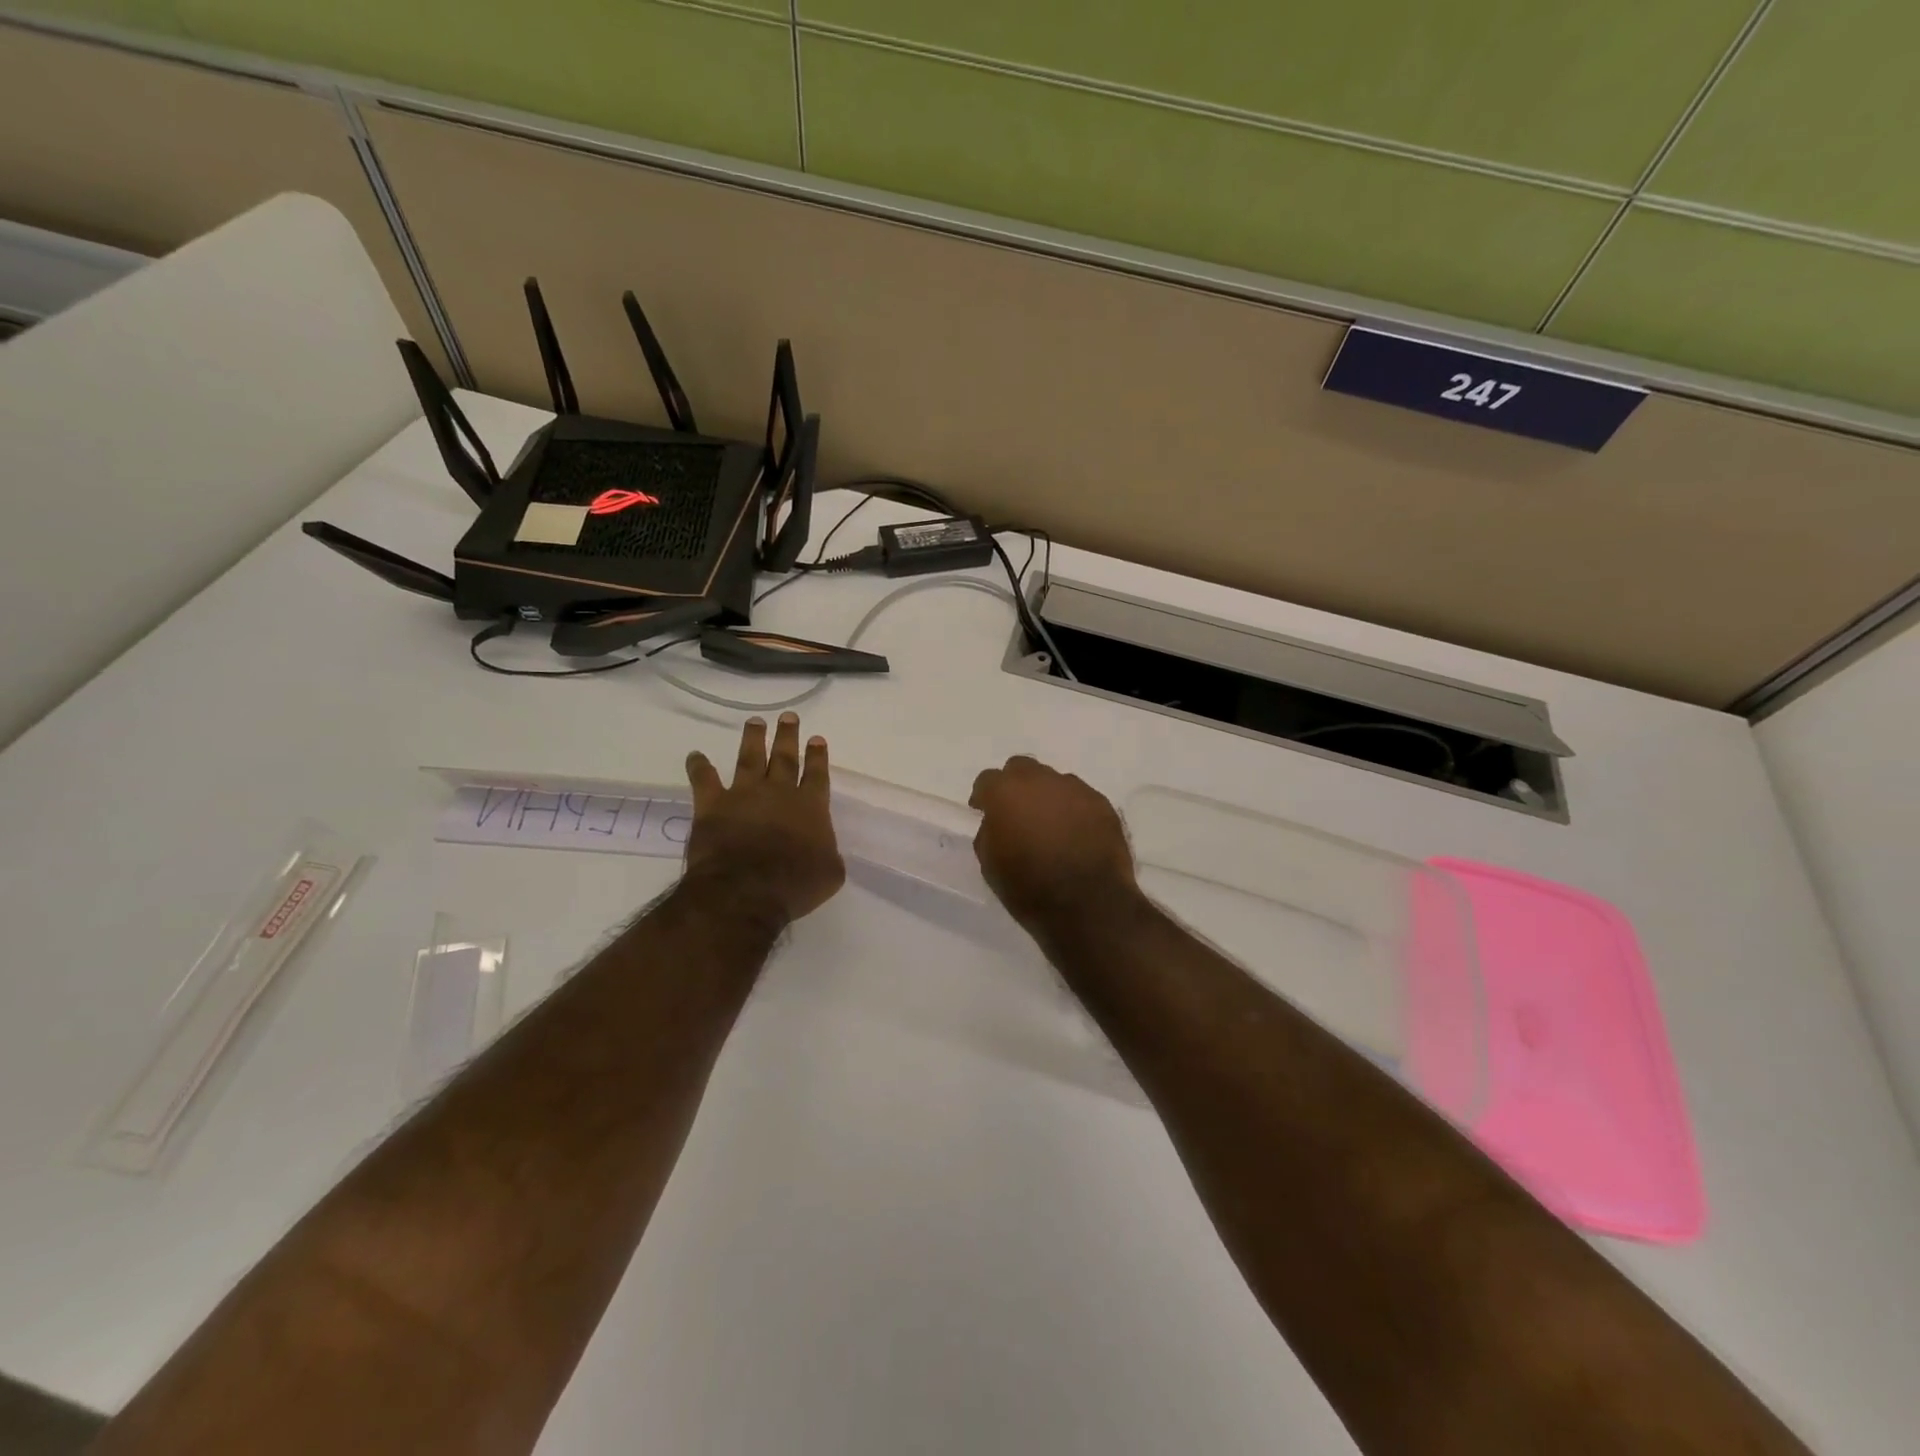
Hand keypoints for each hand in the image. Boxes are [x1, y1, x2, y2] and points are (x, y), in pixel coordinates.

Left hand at [684, 713, 844, 925]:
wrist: (747, 890)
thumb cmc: (795, 885)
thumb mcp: (830, 873)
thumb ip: (829, 855)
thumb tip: (825, 851)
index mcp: (811, 807)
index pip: (817, 774)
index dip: (818, 756)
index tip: (816, 738)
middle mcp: (780, 793)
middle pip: (785, 757)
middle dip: (788, 736)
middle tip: (788, 717)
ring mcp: (745, 795)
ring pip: (749, 758)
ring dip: (753, 739)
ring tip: (755, 722)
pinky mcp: (713, 805)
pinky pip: (704, 780)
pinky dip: (698, 767)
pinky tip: (694, 755)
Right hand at [968, 756, 1137, 931]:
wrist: (1088, 905)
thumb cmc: (1029, 888)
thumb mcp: (990, 865)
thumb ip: (989, 833)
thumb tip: (997, 824)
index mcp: (1006, 792)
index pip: (987, 779)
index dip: (984, 797)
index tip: (985, 813)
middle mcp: (1041, 780)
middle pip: (1022, 768)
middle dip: (1016, 787)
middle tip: (1018, 814)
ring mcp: (1075, 789)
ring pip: (1054, 782)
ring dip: (1047, 797)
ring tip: (1051, 827)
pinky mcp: (1102, 804)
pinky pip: (1080, 798)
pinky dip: (1074, 811)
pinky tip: (1076, 835)